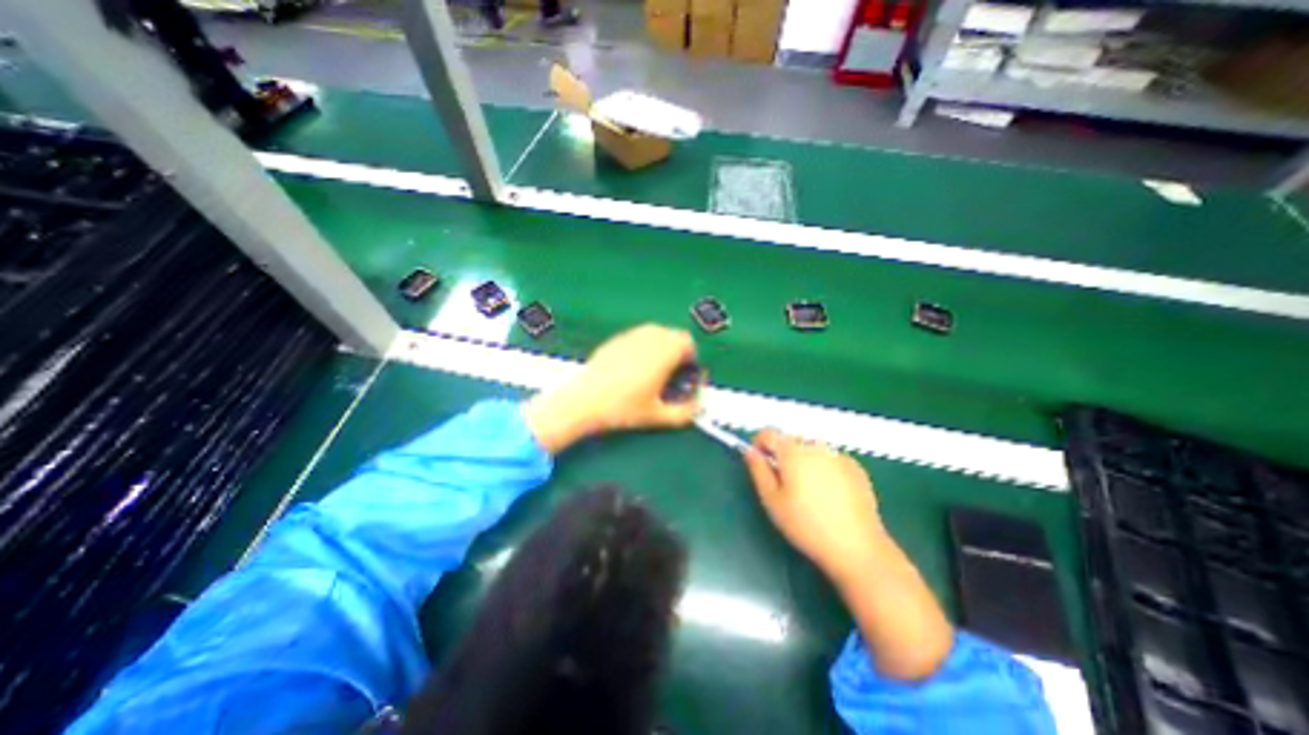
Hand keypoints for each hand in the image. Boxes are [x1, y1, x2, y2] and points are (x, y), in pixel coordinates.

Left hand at [526, 322, 699, 448]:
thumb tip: (697, 407)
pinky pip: (637, 335)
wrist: (584, 402)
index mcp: (662, 354)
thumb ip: (683, 413)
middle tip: (671, 371)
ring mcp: (629, 337)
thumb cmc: (623, 409)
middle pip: (672, 334)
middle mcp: (648, 339)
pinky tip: (633, 366)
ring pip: (655, 332)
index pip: (686, 341)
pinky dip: (643, 345)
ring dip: (661, 345)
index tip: (685, 372)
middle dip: (677, 350)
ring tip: (654, 368)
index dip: (690, 356)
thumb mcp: (656, 416)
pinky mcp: (615, 340)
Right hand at [741, 430, 882, 585]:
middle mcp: (816, 446)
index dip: (758, 444)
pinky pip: (830, 459)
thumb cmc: (806, 525)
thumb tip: (750, 451)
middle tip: (783, 483)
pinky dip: (823, 468)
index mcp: (793, 452)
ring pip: (811, 449)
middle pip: (791, 440)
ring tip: (807, 491)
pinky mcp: (856, 468)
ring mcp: (839, 456)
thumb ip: (758, 470)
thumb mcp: (772, 500)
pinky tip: (829, 495)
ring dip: (803, 460)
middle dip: (782, 454)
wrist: (857, 547)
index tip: (758, 461)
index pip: (768, 433)